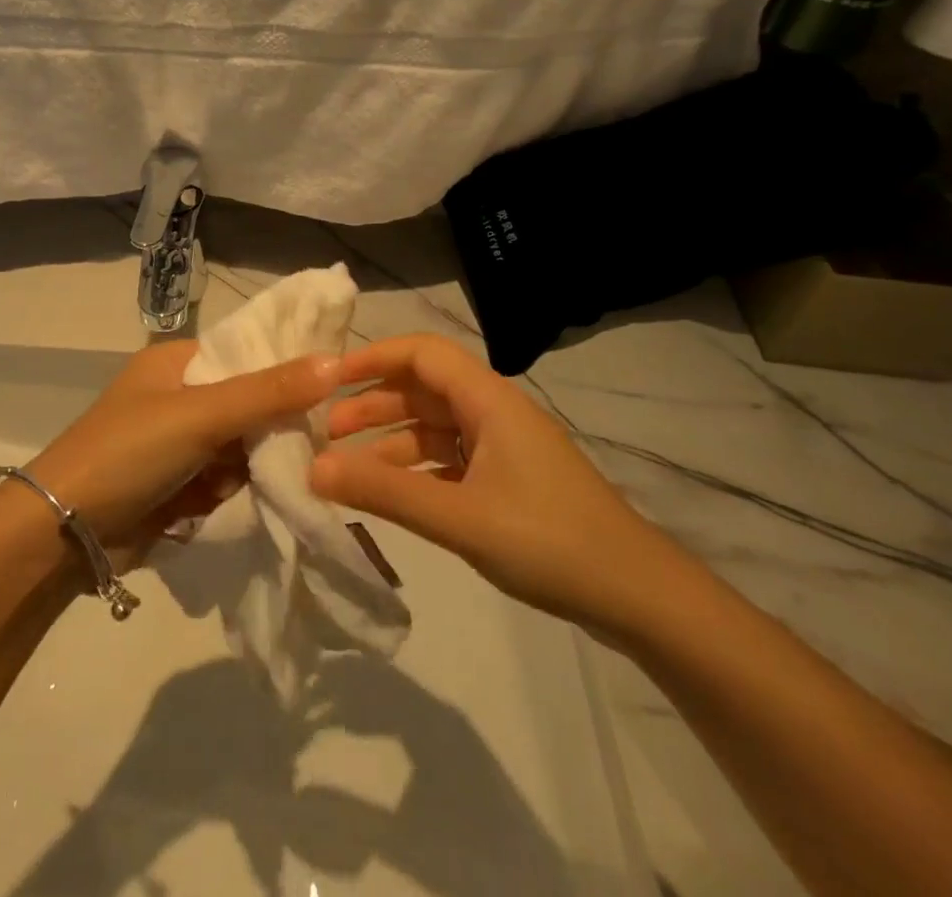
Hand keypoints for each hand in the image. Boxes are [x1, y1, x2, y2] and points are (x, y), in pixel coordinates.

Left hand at [26, 339, 339, 567]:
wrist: (64, 531)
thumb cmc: (128, 452)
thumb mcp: (200, 414)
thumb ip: (268, 392)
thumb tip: (336, 361)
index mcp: (181, 361)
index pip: (250, 351)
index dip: (289, 367)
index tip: (334, 388)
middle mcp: (183, 394)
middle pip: (251, 402)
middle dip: (271, 428)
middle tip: (306, 446)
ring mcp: (181, 441)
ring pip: (244, 445)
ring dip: (251, 465)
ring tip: (247, 479)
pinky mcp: (181, 482)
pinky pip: (227, 478)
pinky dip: (231, 490)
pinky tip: (224, 501)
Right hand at [307, 334, 695, 639]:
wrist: (639, 598)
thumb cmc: (549, 542)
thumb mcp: (459, 517)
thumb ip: (384, 492)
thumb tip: (312, 469)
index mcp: (487, 400)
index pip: (421, 353)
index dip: (372, 358)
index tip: (327, 379)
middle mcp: (491, 413)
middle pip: (421, 390)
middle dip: (371, 405)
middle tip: (324, 432)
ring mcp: (500, 448)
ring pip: (431, 429)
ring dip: (387, 442)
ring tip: (343, 468)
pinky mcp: (506, 481)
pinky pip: (446, 462)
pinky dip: (412, 472)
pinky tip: (386, 495)